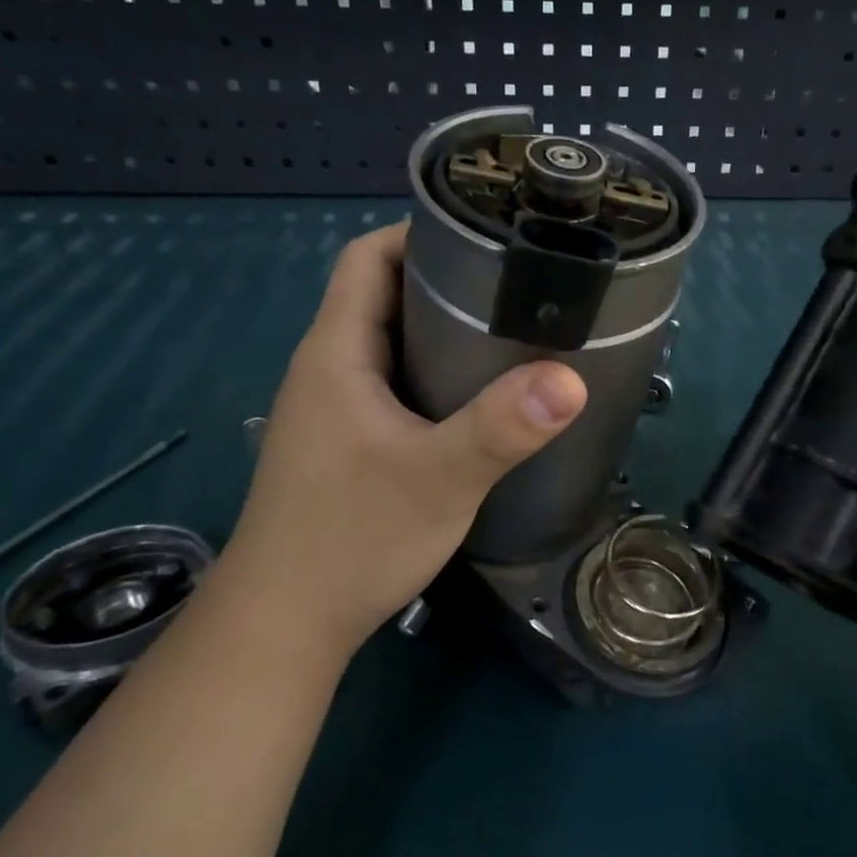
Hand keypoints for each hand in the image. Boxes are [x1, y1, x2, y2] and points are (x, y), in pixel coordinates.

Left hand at [216, 222, 586, 662]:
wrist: (284, 623)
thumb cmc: (352, 539)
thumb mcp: (439, 479)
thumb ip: (502, 427)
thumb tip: (572, 378)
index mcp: (336, 352)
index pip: (367, 258)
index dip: (418, 233)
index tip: (485, 234)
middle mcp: (327, 369)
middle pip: (382, 295)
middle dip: (444, 280)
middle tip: (517, 285)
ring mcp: (332, 409)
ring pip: (389, 344)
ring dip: (440, 331)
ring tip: (509, 331)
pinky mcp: (344, 444)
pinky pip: (391, 384)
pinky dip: (431, 373)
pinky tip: (476, 397)